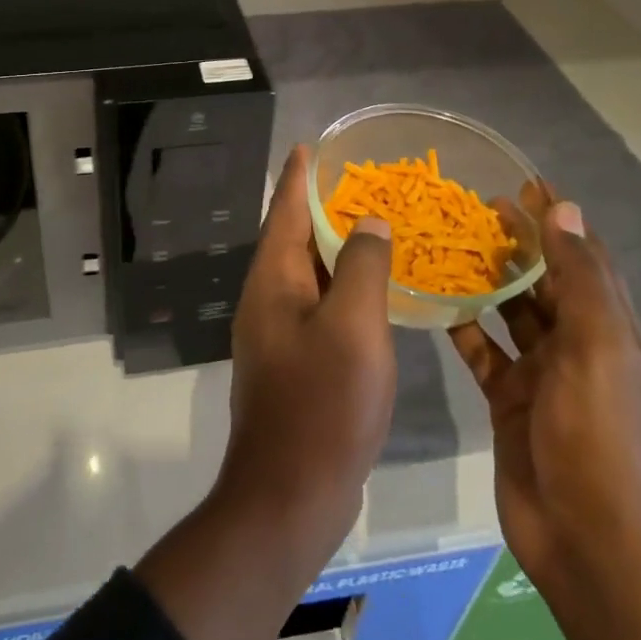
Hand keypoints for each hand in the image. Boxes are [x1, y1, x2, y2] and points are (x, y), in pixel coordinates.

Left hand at [135, 144, 394, 639]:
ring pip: (309, 274)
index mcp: (273, 280)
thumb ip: (363, 267)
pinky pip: (319, 306)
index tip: (310, 144)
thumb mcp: (353, 327)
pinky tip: (372, 289)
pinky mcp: (294, 361)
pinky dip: (343, 287)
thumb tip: (368, 222)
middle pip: (295, 238)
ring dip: (336, 248)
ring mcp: (278, 332)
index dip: (299, 176)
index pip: (286, 210)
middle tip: (359, 181)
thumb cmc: (323, 404)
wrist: (290, 495)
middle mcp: (268, 298)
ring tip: (371, 224)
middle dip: (322, 207)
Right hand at [449, 180, 640, 609]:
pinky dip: (464, 329)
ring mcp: (544, 380)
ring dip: (487, 283)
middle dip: (517, 245)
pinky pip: (484, 355)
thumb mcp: (600, 353)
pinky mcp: (510, 405)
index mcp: (614, 335)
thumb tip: (565, 208)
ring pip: (511, 316)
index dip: (560, 220)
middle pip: (546, 284)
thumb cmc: (603, 443)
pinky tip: (434, 304)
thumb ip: (580, 281)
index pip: (587, 260)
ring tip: (448, 245)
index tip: (525, 181)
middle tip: (473, 208)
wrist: (591, 549)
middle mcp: (581, 351)